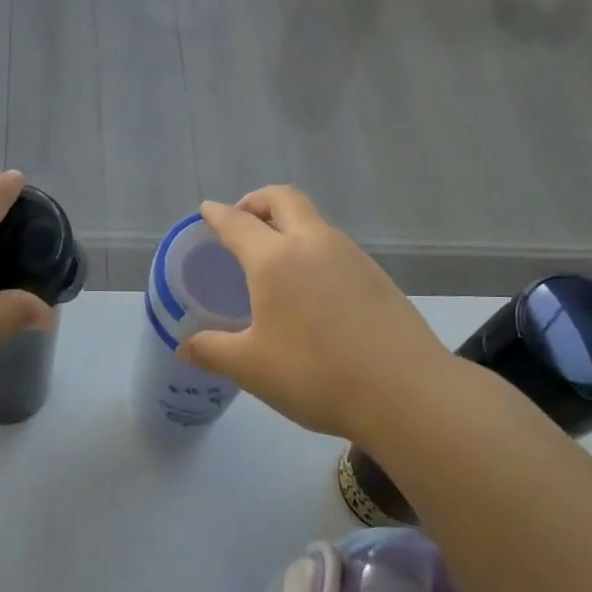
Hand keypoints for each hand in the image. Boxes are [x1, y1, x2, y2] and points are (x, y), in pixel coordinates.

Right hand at [181, 187, 456, 442]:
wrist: (406, 392)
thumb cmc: (315, 374)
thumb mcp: (251, 368)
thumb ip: (212, 352)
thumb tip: (184, 347)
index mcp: (275, 259)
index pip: (238, 223)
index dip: (218, 215)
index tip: (206, 210)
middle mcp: (314, 244)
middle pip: (284, 199)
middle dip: (258, 201)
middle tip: (242, 220)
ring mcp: (352, 257)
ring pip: (315, 222)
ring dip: (290, 225)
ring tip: (275, 259)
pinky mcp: (378, 277)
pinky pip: (336, 248)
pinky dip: (314, 250)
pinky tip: (313, 289)